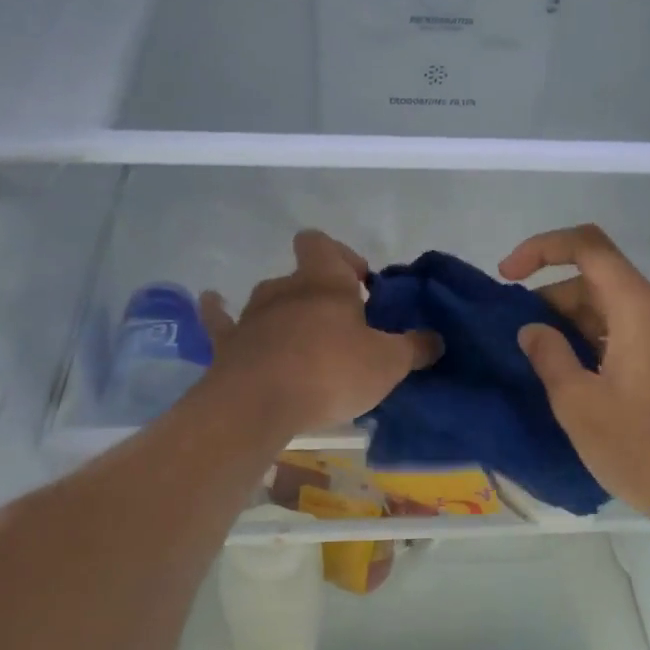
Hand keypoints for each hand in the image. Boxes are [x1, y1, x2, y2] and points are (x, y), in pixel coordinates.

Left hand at [198, 231, 441, 435]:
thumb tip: (435, 340)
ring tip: (300, 341)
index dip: (341, 256)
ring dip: (284, 312)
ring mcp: (250, 314)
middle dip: (319, 294)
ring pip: (269, 299)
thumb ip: (414, 348)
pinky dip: (218, 311)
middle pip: (300, 275)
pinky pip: (220, 319)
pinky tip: (213, 303)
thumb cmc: (330, 372)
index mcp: (324, 282)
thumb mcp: (387, 363)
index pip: (324, 244)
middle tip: (340, 326)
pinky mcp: (227, 343)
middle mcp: (284, 288)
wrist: (259, 404)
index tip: (360, 286)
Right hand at [500, 225, 649, 542]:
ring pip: (616, 310)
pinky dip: (597, 343)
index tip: (506, 276)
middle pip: (600, 280)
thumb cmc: (644, 448)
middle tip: (517, 336)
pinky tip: (576, 380)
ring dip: (573, 324)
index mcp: (640, 309)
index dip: (541, 249)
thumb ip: (549, 356)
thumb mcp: (579, 403)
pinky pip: (632, 336)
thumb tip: (533, 330)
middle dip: (552, 297)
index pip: (588, 247)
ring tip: (539, 361)